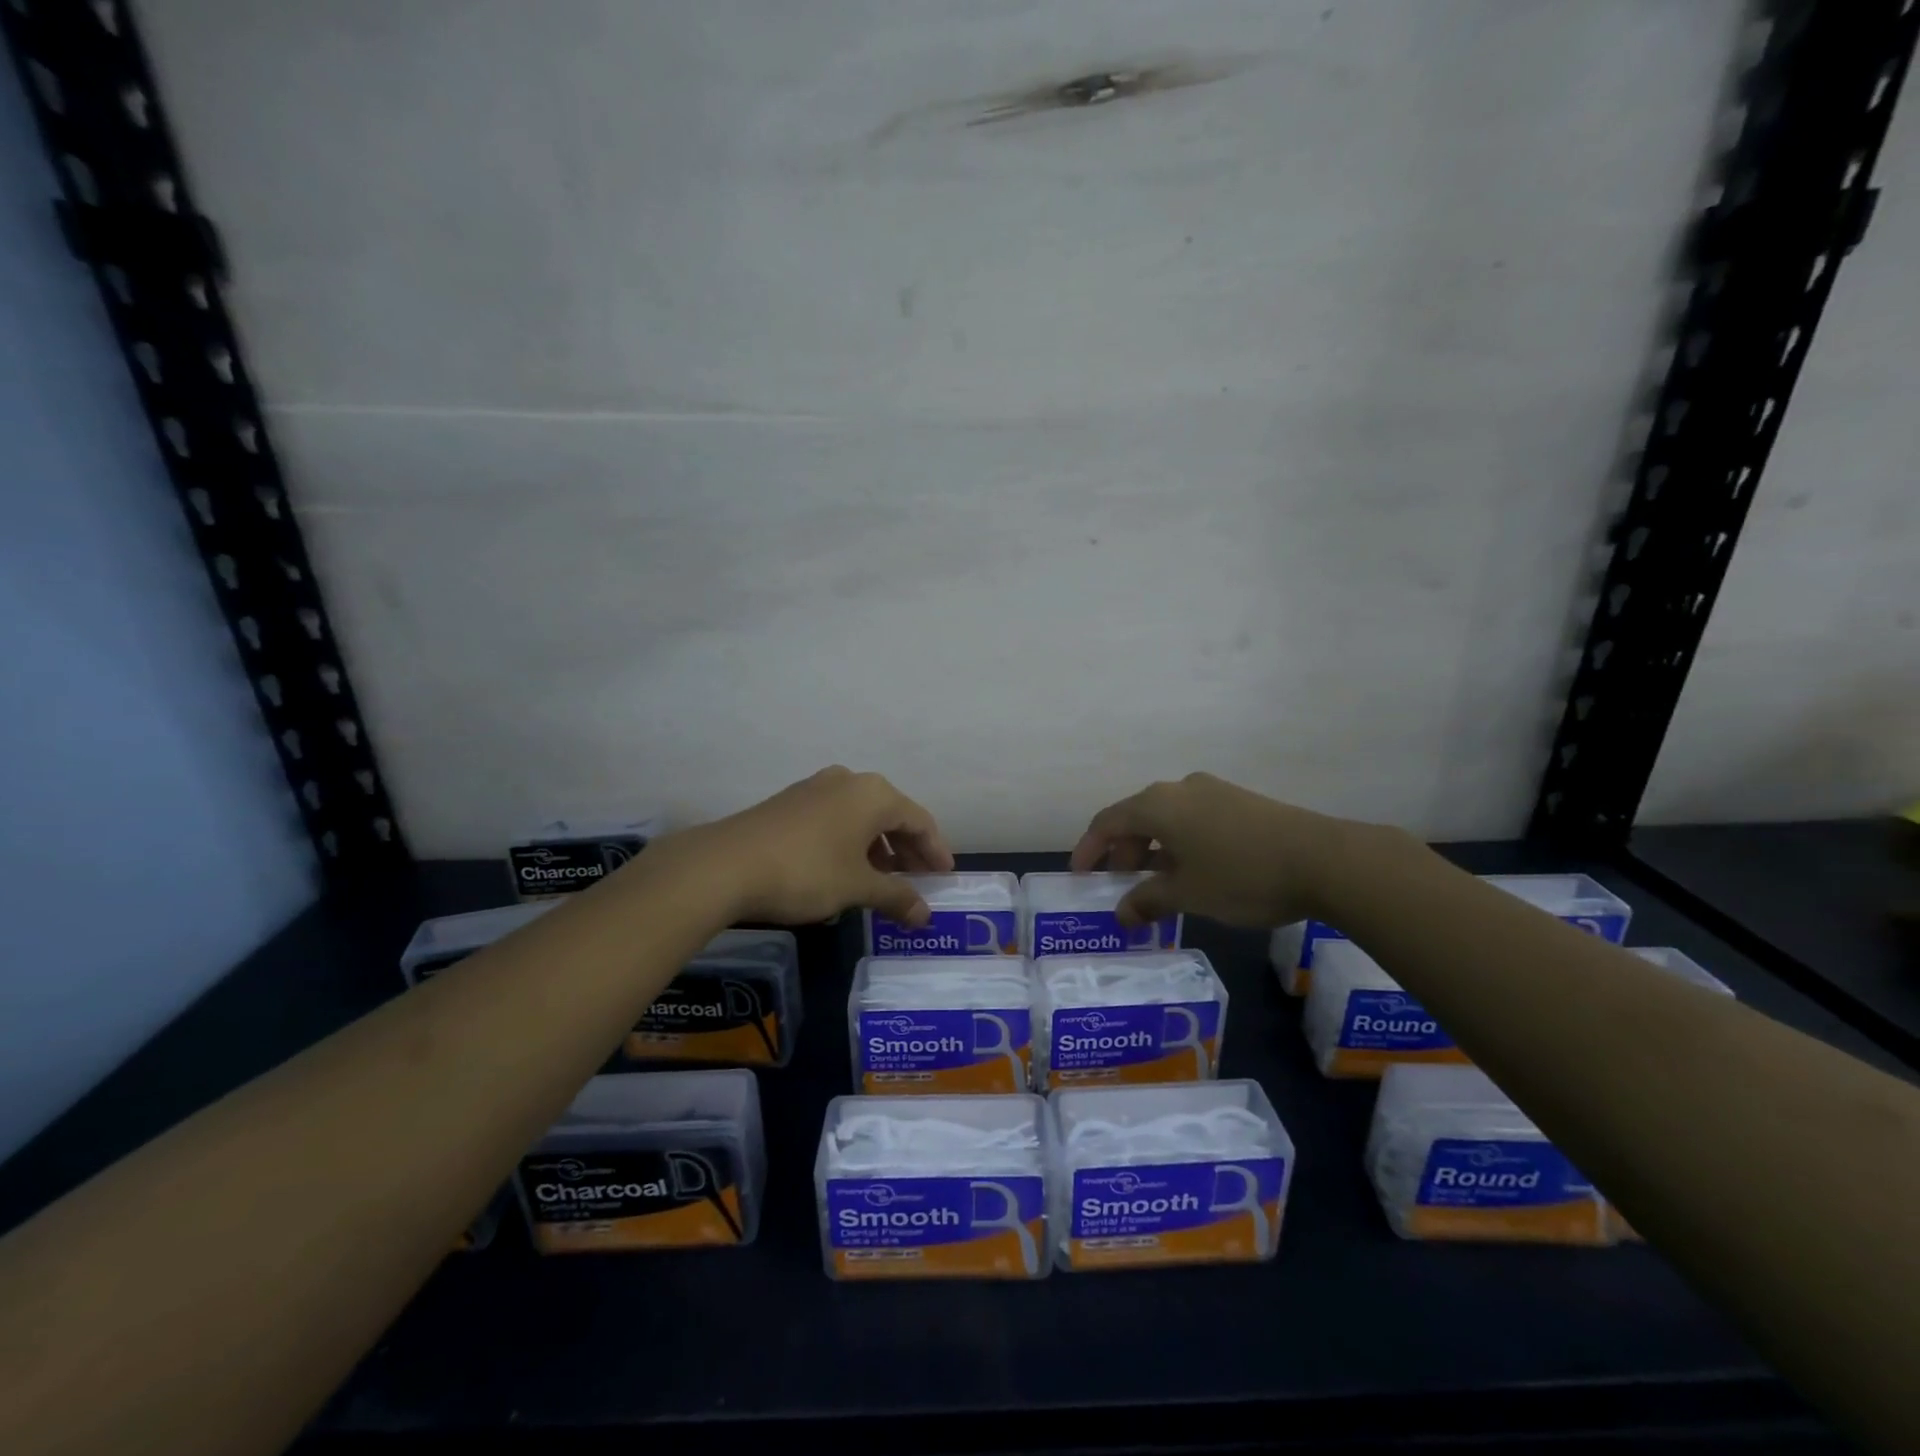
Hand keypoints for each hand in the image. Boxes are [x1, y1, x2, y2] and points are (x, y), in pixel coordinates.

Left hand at [673, 766, 953, 926]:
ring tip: (883, 881)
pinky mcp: (790, 802)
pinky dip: (851, 843)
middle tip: (919, 881)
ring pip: (862, 817)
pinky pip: (836, 819)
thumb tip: (925, 916)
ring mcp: (816, 788)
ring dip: (878, 848)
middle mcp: (849, 781)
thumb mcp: (857, 888)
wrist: (726, 865)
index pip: (920, 820)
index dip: (935, 851)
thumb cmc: (807, 872)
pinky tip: (846, 870)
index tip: (944, 877)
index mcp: (874, 794)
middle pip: (892, 815)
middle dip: (907, 850)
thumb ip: (896, 898)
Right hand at [1071, 772, 1375, 928]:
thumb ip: (1148, 902)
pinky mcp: (1240, 801)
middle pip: (1136, 817)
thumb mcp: (1188, 894)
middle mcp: (1180, 789)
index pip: (1107, 821)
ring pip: (1167, 818)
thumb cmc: (1241, 875)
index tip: (1080, 875)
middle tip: (1122, 886)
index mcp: (1158, 805)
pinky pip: (1193, 819)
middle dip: (1123, 851)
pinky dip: (1180, 844)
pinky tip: (1194, 871)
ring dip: (1153, 849)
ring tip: (1158, 884)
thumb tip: (1122, 914)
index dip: (1088, 848)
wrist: (1324, 859)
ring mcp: (1213, 791)